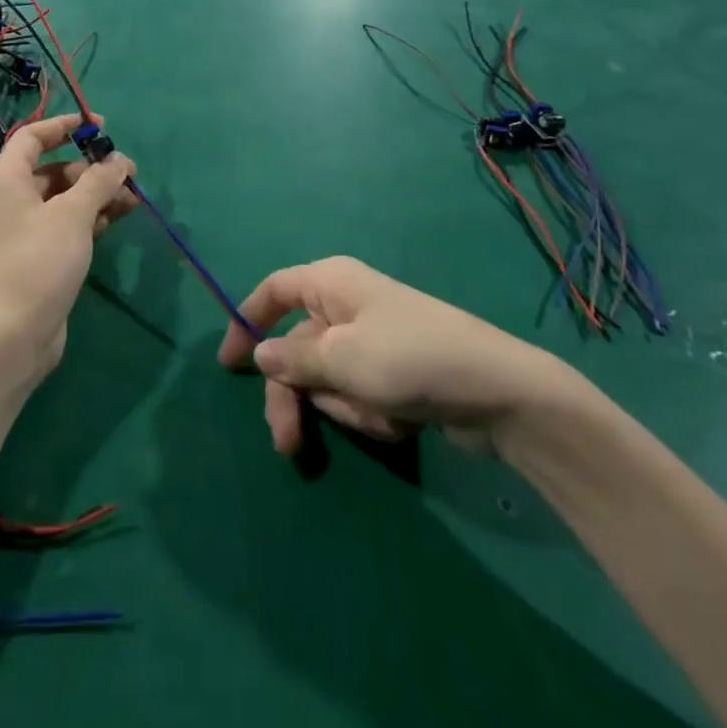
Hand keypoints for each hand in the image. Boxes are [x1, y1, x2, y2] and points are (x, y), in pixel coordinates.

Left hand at [0, 113, 134, 379]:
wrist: (16, 333)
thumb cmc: (40, 260)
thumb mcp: (74, 213)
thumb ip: (99, 180)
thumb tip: (120, 161)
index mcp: (5, 179)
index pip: (32, 136)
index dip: (65, 126)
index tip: (99, 126)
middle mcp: (9, 199)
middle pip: (53, 168)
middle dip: (92, 168)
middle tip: (127, 172)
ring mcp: (22, 229)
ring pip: (64, 198)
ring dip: (97, 194)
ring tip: (133, 198)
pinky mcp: (37, 254)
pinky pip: (65, 223)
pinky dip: (90, 217)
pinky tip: (118, 218)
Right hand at [216, 256, 576, 457]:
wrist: (499, 392)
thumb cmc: (410, 358)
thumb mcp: (342, 359)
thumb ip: (294, 359)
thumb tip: (260, 354)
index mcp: (330, 282)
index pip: (274, 290)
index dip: (245, 321)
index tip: (227, 366)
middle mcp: (347, 305)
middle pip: (297, 348)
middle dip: (295, 395)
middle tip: (288, 445)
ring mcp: (373, 340)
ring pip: (328, 379)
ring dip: (344, 405)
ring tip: (380, 414)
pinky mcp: (395, 372)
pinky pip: (360, 394)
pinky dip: (372, 412)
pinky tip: (400, 421)